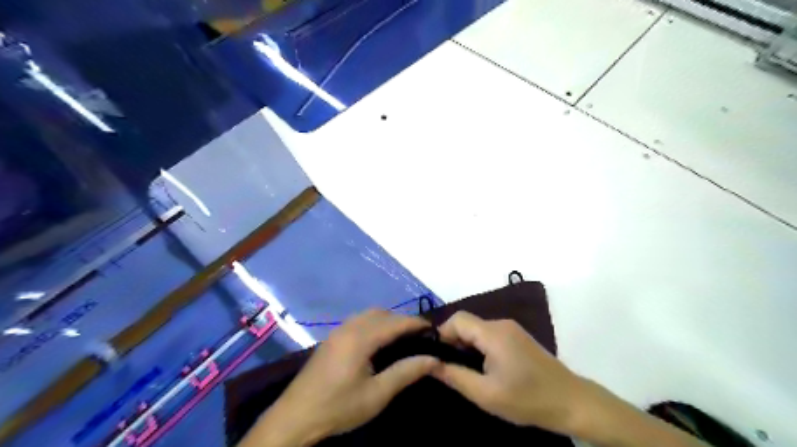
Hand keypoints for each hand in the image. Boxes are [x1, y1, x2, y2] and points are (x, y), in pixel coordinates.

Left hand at [247, 309, 438, 445]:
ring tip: (402, 337)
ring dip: (387, 320)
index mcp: (360, 338)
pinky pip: (358, 321)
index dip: (416, 323)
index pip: (395, 322)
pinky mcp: (331, 338)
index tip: (433, 329)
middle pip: (381, 313)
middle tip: (419, 336)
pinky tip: (378, 341)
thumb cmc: (338, 407)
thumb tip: (433, 359)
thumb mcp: (376, 394)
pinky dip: (374, 323)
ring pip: (368, 315)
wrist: (295, 417)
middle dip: (402, 320)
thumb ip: (406, 372)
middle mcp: (349, 327)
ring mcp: (337, 331)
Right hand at [430, 311, 584, 432]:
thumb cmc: (527, 399)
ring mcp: (512, 329)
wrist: (572, 402)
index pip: (457, 319)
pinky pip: (490, 335)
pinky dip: (480, 347)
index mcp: (493, 332)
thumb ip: (455, 376)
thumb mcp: (486, 394)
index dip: (442, 334)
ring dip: (467, 346)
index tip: (437, 357)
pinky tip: (484, 369)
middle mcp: (501, 324)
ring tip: (466, 371)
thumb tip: (430, 363)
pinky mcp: (518, 337)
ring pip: (477, 329)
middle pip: (467, 323)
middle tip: (451, 369)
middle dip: (453, 342)